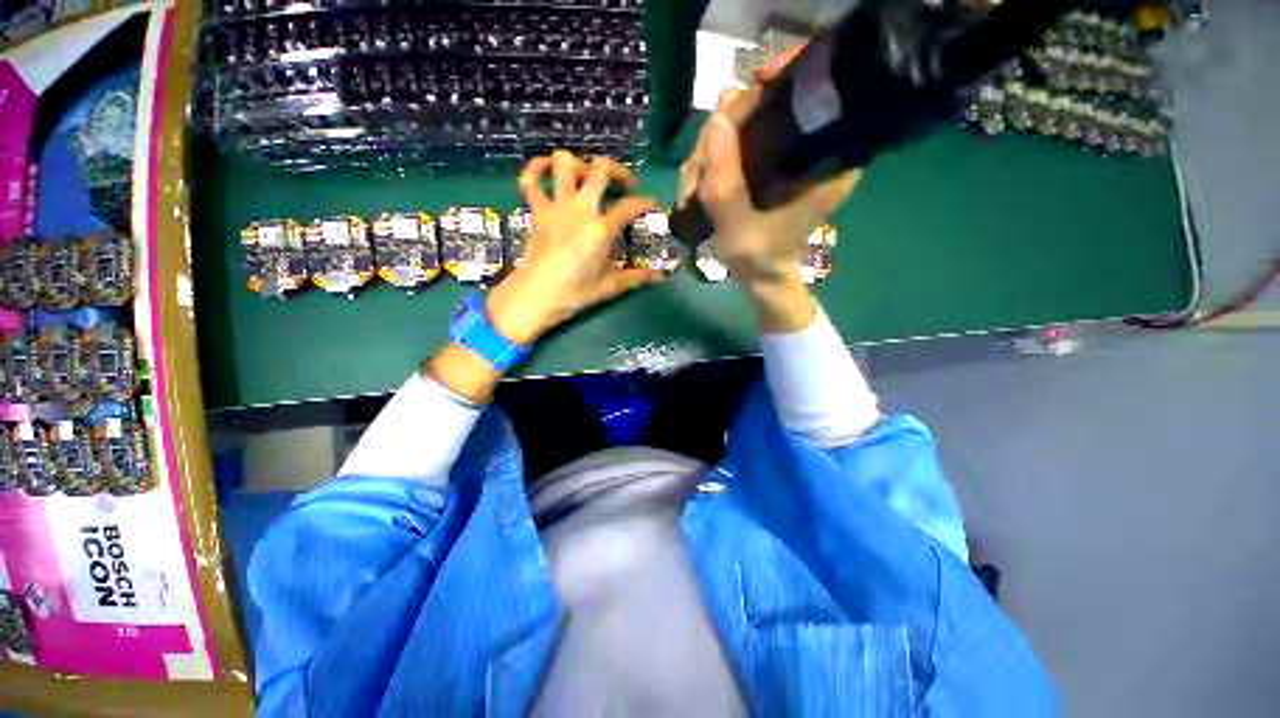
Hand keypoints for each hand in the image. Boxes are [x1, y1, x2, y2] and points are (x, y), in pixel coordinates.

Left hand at [487, 151, 663, 343]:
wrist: (534, 296)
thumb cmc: (574, 293)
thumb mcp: (608, 287)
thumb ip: (635, 277)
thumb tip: (659, 277)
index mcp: (601, 229)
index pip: (630, 206)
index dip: (645, 202)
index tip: (652, 204)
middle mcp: (580, 209)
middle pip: (601, 169)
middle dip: (617, 170)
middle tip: (623, 185)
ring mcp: (556, 206)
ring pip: (564, 163)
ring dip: (579, 164)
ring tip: (587, 178)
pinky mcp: (537, 210)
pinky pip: (529, 179)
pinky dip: (536, 168)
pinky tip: (547, 169)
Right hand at [677, 47, 858, 327]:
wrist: (760, 275)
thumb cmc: (758, 257)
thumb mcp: (738, 228)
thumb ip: (725, 184)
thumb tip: (716, 119)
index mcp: (828, 160)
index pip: (817, 93)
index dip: (786, 78)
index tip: (754, 86)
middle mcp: (813, 147)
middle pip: (766, 106)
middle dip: (723, 134)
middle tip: (698, 174)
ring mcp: (787, 153)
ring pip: (743, 124)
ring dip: (709, 153)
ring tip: (692, 190)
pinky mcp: (768, 161)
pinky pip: (736, 142)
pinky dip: (712, 160)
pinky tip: (697, 185)